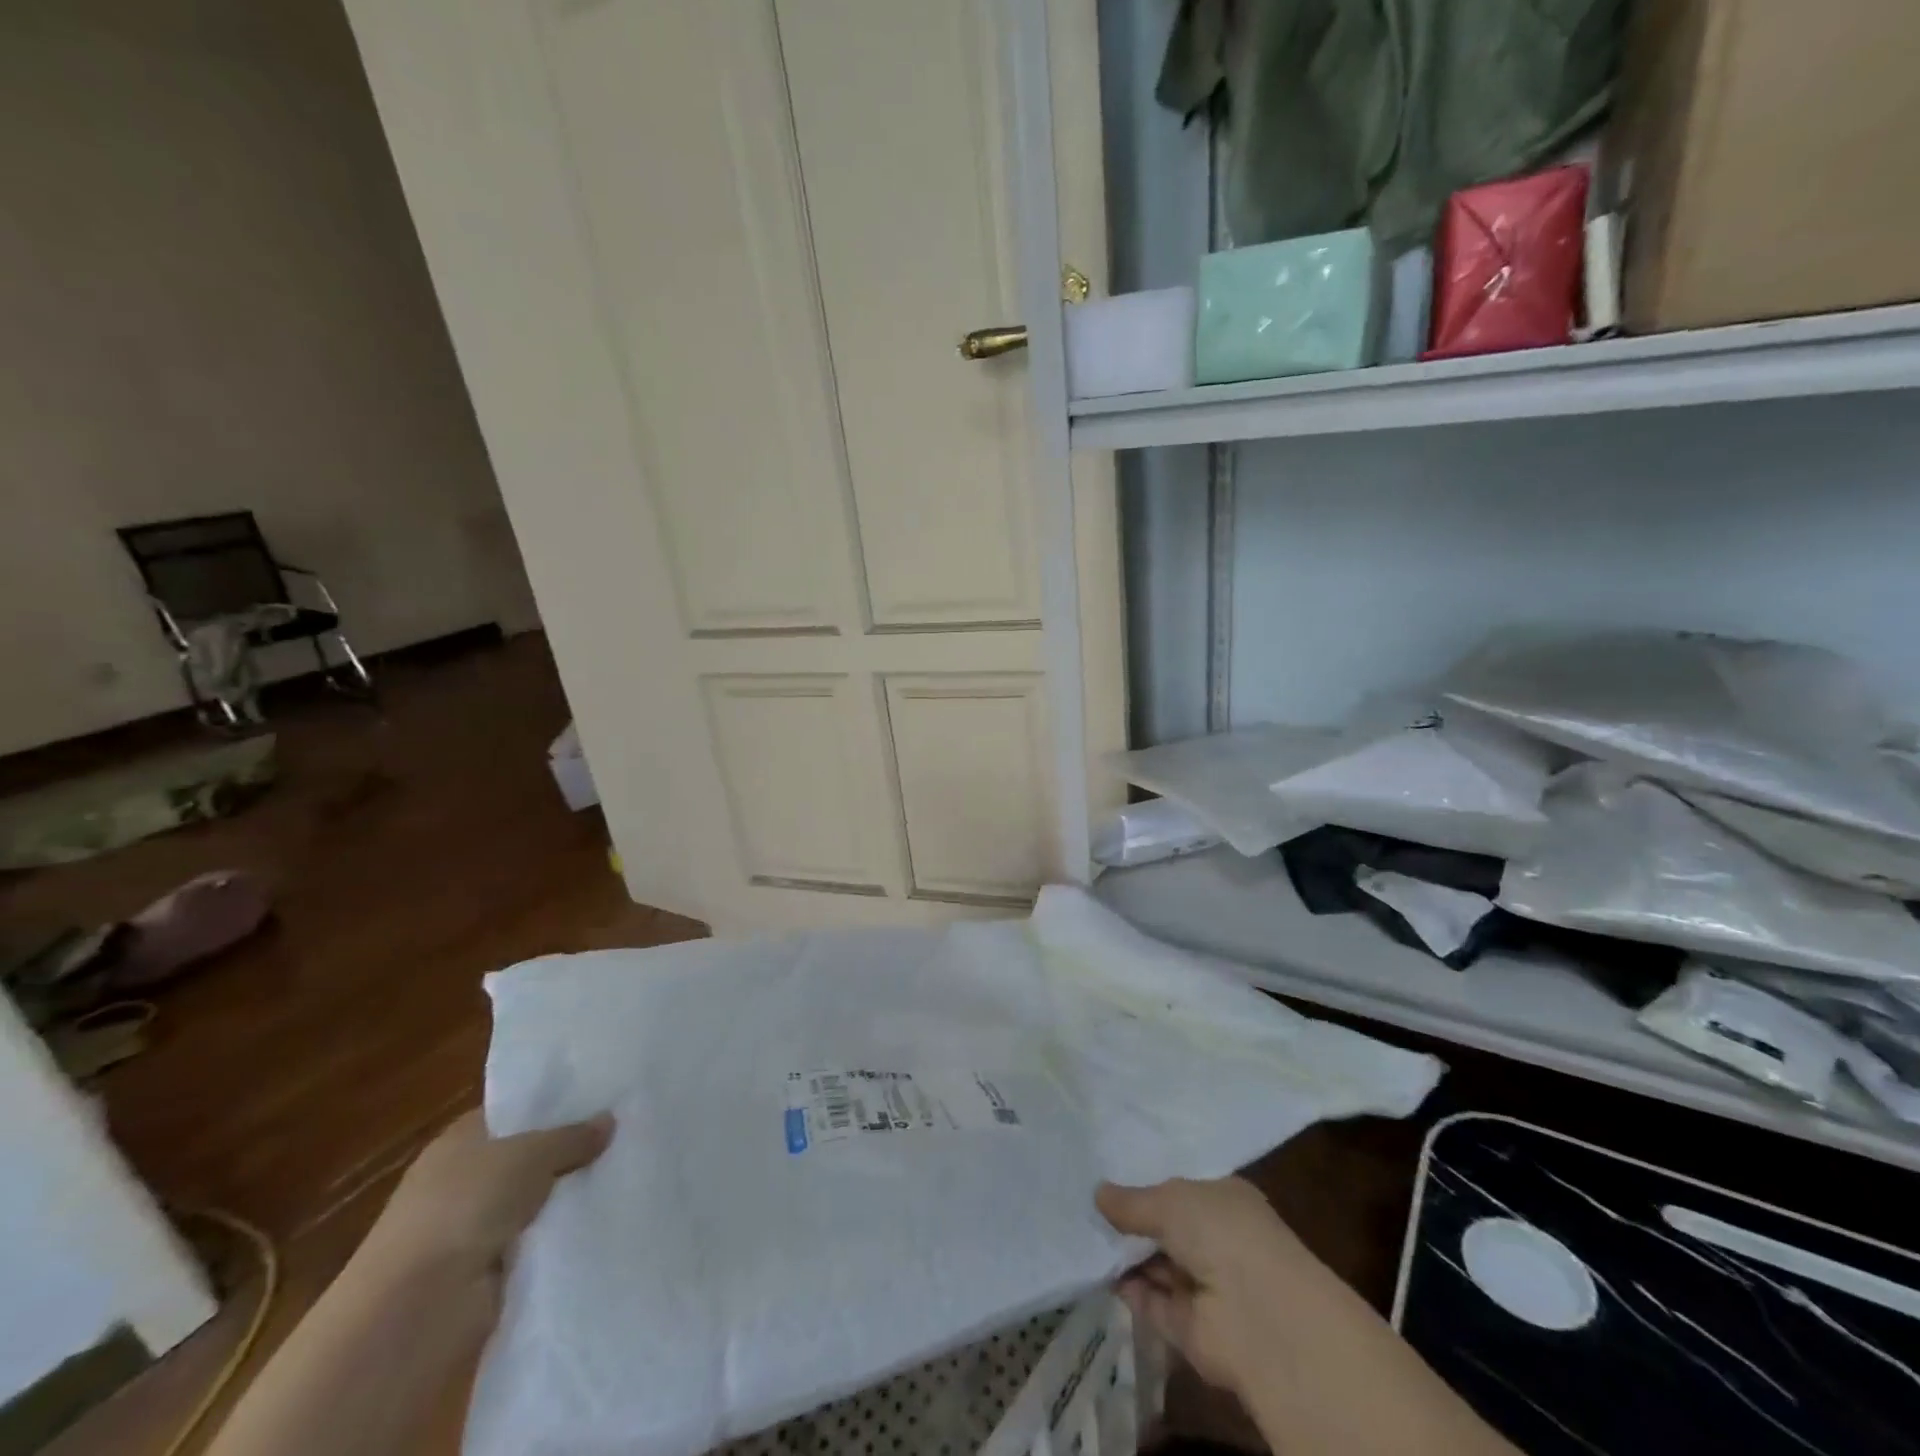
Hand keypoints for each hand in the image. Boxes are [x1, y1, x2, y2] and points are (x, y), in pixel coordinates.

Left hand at [362, 1108, 613, 1282]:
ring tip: (628, 1174)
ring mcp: (473, 1228)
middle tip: (628, 1133)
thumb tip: (609, 1120)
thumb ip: (572, 1136)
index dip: (556, 1104)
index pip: (515, 1111)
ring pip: (537, 1200)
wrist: (415, 1311)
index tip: (604, 1097)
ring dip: (569, 1197)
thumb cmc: (464, 1206)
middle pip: (530, 1155)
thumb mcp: (530, 1154)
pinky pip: (537, 1241)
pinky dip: (562, 1235)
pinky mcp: (487, 1272)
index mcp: (460, 1139)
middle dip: (571, 1151)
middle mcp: (463, 1178)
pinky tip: (605, 1219)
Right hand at [1097, 1176, 1328, 1394]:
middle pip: (1167, 1227)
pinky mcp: (1191, 1328)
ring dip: (1125, 1254)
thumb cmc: (1223, 1233)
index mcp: (1225, 1201)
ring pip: (1157, 1264)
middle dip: (1131, 1219)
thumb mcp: (1170, 1200)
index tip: (1110, 1174)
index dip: (1149, 1182)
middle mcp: (1219, 1241)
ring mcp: (1206, 1286)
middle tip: (1087, 1203)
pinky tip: (1096, 1269)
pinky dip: (1127, 1288)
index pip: (1184, 1188)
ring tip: (1083, 1233)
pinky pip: (1152, 1301)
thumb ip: (1132, 1201)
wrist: (1260, 1319)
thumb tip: (1098, 1193)